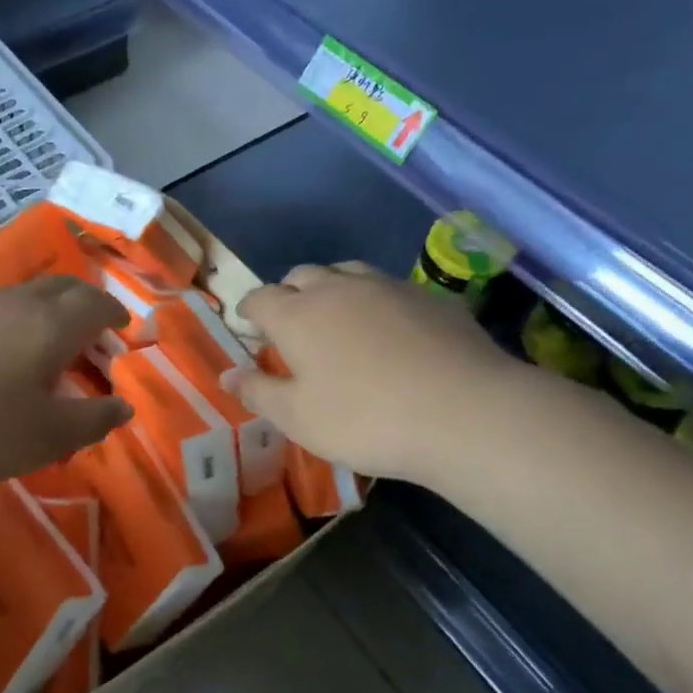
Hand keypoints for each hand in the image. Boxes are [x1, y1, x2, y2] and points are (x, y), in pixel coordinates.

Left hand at [0, 276, 132, 490]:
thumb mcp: (46, 437)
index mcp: (52, 324)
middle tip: (94, 334)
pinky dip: (18, 320)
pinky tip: (3, 353)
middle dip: (86, 304)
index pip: (97, 304)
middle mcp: (18, 302)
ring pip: (28, 295)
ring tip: (52, 346)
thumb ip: (93, 420)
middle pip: (63, 286)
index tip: (124, 331)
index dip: (116, 315)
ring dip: (51, 311)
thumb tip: (124, 407)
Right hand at [230, 262, 530, 485]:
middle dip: (289, 294)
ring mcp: (387, 287)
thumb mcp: (298, 418)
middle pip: (301, 275)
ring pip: (347, 273)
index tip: (248, 326)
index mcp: (297, 314)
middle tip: (291, 325)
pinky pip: (389, 288)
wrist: (465, 413)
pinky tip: (390, 331)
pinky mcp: (429, 297)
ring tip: (338, 319)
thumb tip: (228, 374)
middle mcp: (337, 288)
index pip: (259, 298)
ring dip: (333, 289)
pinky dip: (376, 302)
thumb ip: (258, 392)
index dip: (249, 311)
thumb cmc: (365, 419)